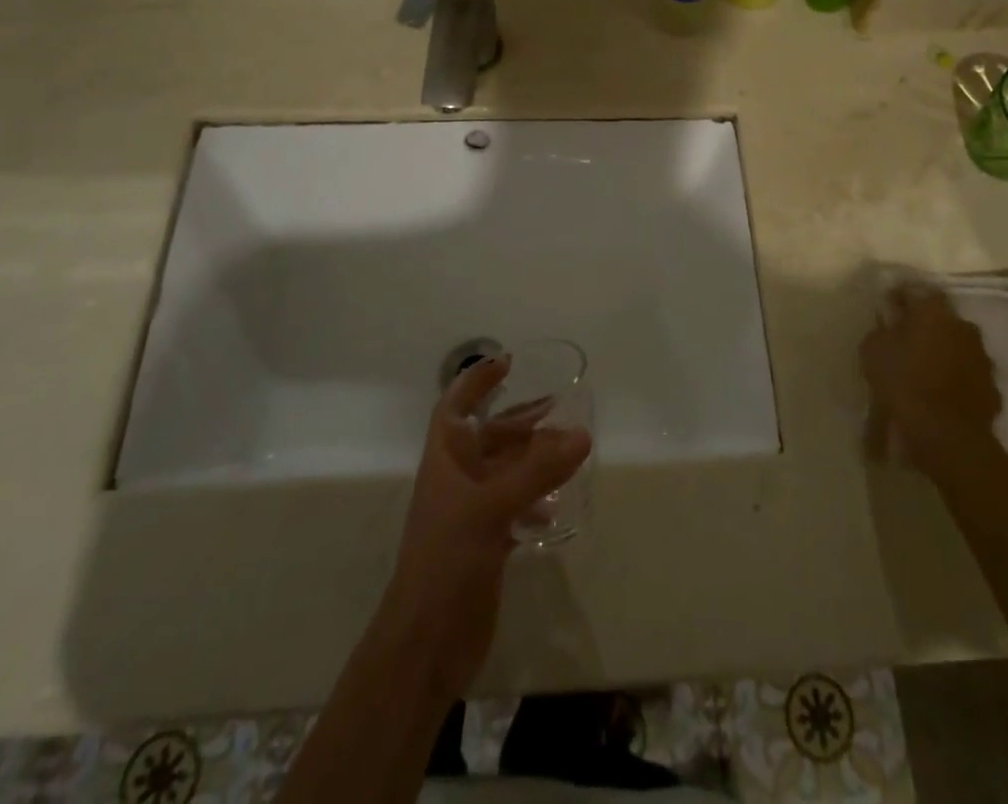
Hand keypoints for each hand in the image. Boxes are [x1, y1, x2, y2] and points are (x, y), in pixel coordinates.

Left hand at [386, 355, 591, 698]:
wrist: (426, 643)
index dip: (477, 381)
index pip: (456, 405)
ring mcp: (471, 513)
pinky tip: (557, 508)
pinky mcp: (486, 544)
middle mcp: (457, 480)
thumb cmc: (447, 560)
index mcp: (446, 460)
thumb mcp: (491, 508)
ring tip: (570, 453)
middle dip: (521, 422)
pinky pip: (515, 507)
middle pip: (489, 437)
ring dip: (534, 460)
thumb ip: (538, 471)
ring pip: (506, 472)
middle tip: (559, 408)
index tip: (508, 362)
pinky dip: (536, 501)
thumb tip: (581, 435)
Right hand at [861, 284, 1001, 476]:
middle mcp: (963, 326)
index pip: (915, 290)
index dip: (899, 297)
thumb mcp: (873, 349)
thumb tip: (890, 324)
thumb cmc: (903, 381)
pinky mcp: (992, 388)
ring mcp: (982, 358)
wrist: (947, 434)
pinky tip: (938, 394)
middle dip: (923, 326)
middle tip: (904, 341)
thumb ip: (882, 329)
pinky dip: (954, 379)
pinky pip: (967, 375)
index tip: (887, 309)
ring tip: (922, 371)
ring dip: (941, 352)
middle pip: (940, 318)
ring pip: (956, 346)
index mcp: (934, 310)